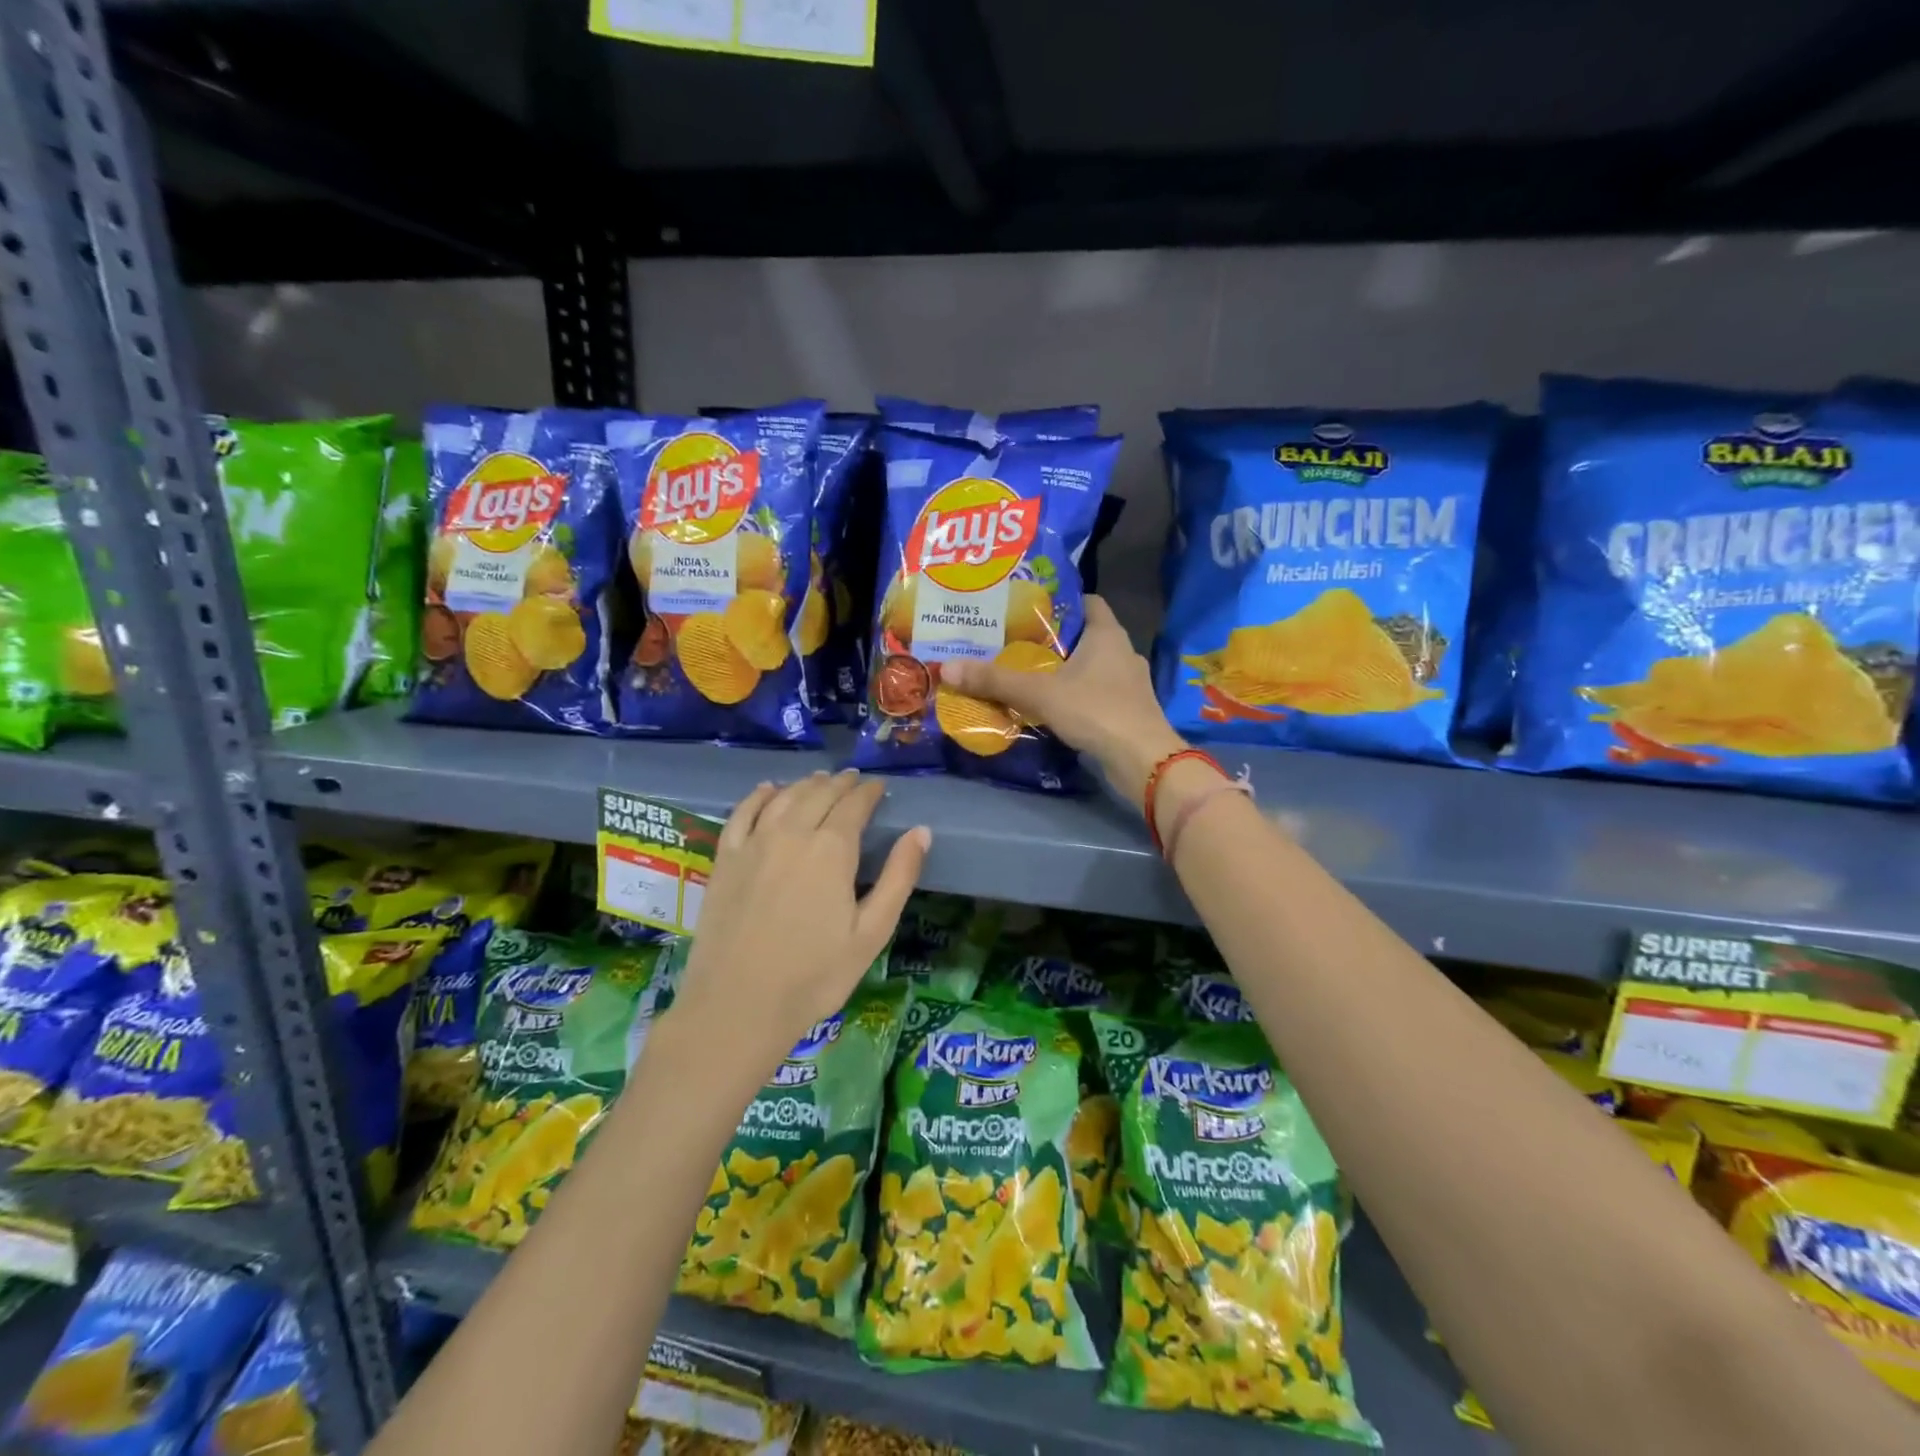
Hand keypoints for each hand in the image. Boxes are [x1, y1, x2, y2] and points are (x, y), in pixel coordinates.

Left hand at [671, 772, 929, 1073]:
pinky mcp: (725, 859)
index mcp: (832, 850)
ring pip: (784, 797)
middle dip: (841, 784)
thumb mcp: (871, 933)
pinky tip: (768, 790)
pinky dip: (759, 795)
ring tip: (820, 780)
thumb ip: (899, 877)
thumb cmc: (814, 975)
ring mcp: (753, 843)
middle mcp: (792, 833)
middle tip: (854, 780)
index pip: (854, 805)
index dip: (869, 792)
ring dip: (806, 784)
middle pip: (819, 794)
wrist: (737, 1005)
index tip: (879, 787)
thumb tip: (921, 831)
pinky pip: (742, 812)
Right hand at [941, 596, 1185, 808]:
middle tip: (1014, 641)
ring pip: (1090, 666)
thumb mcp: (1040, 693)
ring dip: (1064, 669)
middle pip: (1084, 635)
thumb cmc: (1096, 711)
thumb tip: (946, 667)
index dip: (1059, 600)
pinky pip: (1095, 693)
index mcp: (1107, 634)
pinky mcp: (1127, 710)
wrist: (1143, 761)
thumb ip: (995, 680)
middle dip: (1052, 638)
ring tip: (1026, 673)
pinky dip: (1075, 695)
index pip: (1087, 601)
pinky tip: (1050, 706)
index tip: (1027, 607)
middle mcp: (1122, 652)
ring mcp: (1128, 683)